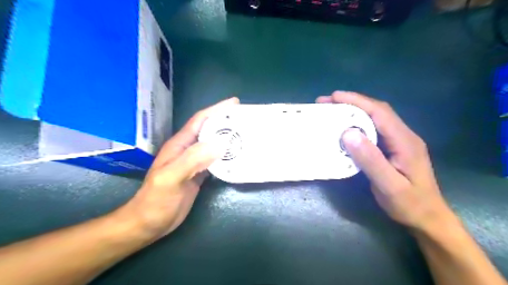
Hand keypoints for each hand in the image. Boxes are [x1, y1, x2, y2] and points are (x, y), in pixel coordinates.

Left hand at [119, 97, 239, 239]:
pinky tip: (237, 158)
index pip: (200, 120)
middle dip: (226, 123)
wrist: (149, 223)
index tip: (235, 103)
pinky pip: (215, 161)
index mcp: (180, 145)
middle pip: (210, 131)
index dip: (216, 110)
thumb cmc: (156, 200)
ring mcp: (194, 163)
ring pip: (214, 145)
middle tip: (246, 119)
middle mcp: (188, 150)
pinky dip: (227, 157)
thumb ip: (192, 159)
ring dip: (228, 139)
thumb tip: (220, 144)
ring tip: (245, 136)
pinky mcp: (199, 175)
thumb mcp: (171, 178)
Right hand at [317, 93, 453, 232]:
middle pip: (377, 111)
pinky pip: (373, 129)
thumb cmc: (409, 203)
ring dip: (354, 111)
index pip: (380, 112)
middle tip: (327, 102)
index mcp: (405, 141)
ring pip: (375, 118)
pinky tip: (345, 127)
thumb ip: (370, 159)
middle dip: (352, 103)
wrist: (427, 218)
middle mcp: (403, 135)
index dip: (357, 101)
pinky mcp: (392, 148)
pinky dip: (357, 124)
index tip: (334, 97)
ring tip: (332, 110)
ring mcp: (399, 141)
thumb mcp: (389, 185)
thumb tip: (348, 133)